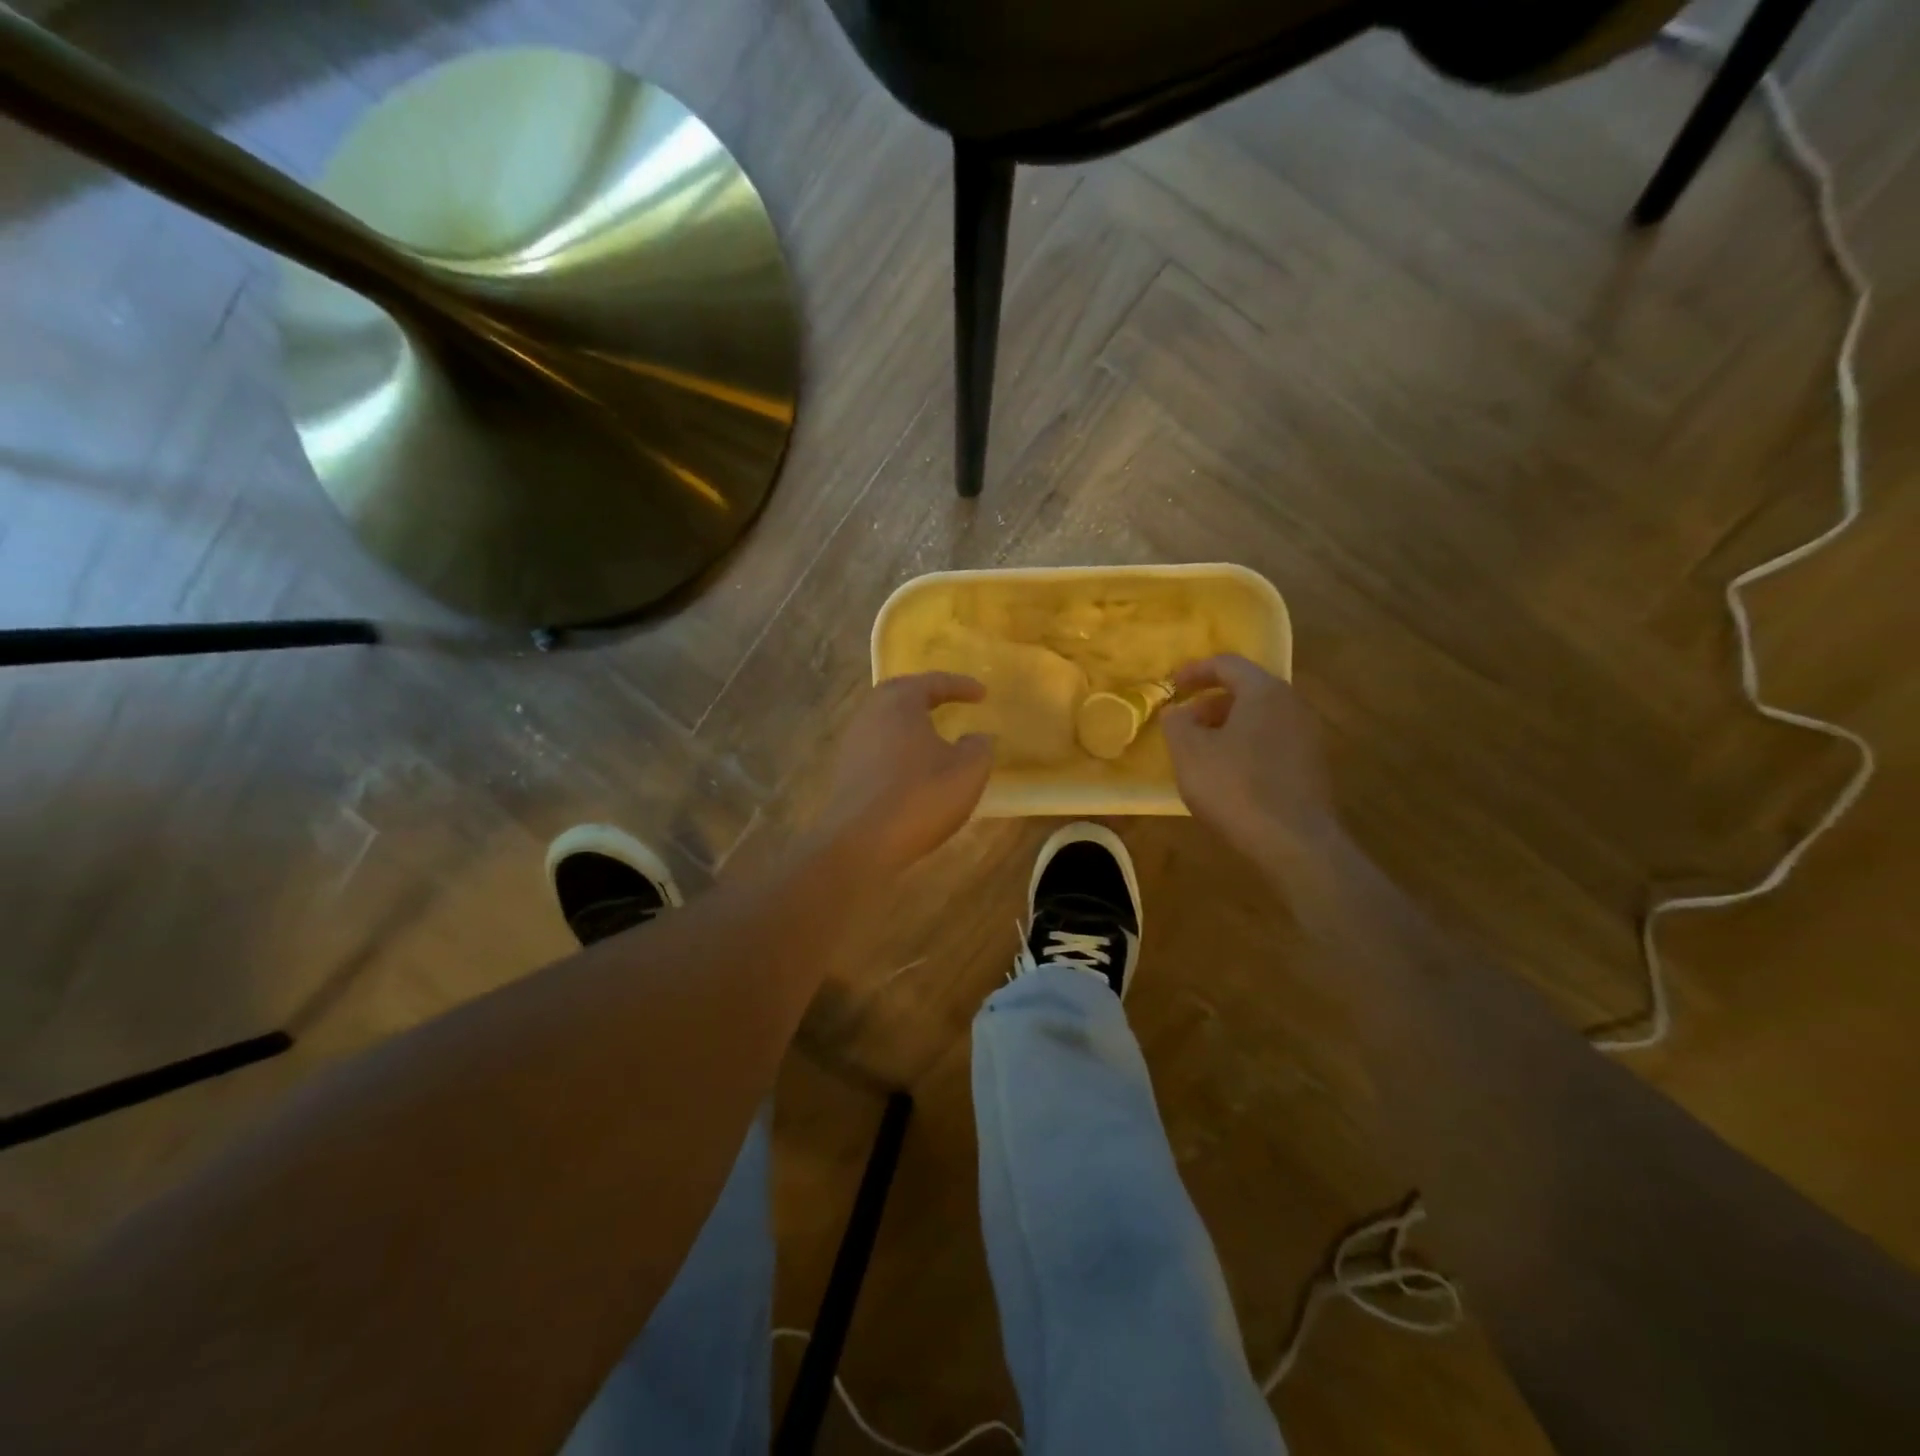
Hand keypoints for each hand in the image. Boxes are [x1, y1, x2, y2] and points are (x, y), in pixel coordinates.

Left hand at [819, 673, 994, 869]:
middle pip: (901, 694)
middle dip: (927, 696)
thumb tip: (978, 738)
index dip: (961, 685)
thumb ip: (979, 747)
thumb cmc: (919, 798)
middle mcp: (870, 714)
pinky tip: (914, 767)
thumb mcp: (967, 771)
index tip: (983, 694)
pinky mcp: (846, 772)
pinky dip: (899, 749)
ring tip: (935, 735)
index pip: (933, 682)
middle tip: (950, 701)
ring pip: (887, 722)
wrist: (859, 844)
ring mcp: (853, 743)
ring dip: (911, 724)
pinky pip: (878, 748)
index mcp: (899, 702)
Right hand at [1163, 655, 1337, 865]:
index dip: (1194, 671)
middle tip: (1184, 723)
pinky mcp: (1312, 766)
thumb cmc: (1234, 787)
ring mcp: (1307, 736)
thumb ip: (1177, 722)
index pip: (1227, 664)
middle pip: (1247, 690)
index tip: (1171, 686)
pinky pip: (1272, 742)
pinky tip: (1228, 775)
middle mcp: (1292, 705)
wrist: (1293, 842)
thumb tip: (1177, 711)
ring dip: (1227, 727)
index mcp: (1264, 691)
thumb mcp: (1189, 752)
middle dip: (1210, 703)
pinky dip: (1246, 746)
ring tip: (1202, 752)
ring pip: (1260, 718)